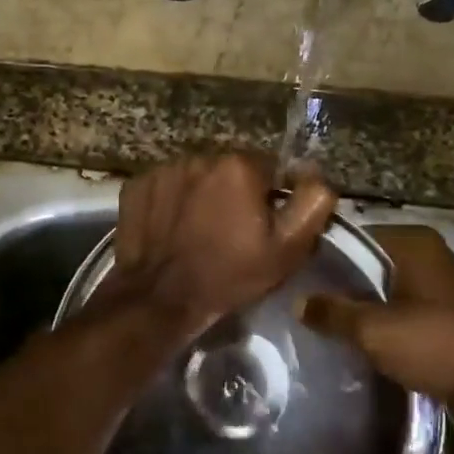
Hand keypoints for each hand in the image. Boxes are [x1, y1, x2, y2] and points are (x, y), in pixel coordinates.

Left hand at [104, 153, 337, 344]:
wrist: (159, 298)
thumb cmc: (229, 274)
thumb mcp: (287, 249)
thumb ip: (312, 203)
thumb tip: (316, 175)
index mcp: (239, 166)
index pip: (269, 168)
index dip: (270, 198)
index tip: (262, 226)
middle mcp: (200, 156)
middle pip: (230, 170)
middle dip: (234, 193)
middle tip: (230, 231)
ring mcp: (164, 169)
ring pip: (197, 177)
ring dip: (202, 195)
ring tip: (198, 231)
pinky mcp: (137, 185)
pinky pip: (165, 186)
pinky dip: (171, 201)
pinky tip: (172, 229)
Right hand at [300, 226, 453, 409]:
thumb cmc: (435, 343)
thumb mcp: (373, 329)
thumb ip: (332, 312)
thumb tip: (298, 302)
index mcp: (412, 241)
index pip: (353, 236)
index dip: (323, 254)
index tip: (294, 273)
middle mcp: (426, 254)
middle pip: (368, 262)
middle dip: (339, 281)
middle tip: (302, 298)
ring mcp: (437, 284)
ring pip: (383, 287)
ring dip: (359, 304)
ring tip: (320, 319)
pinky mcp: (443, 314)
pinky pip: (399, 308)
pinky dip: (379, 320)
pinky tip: (353, 336)